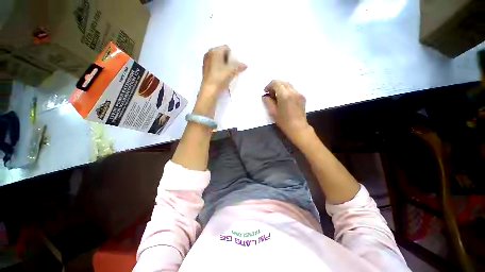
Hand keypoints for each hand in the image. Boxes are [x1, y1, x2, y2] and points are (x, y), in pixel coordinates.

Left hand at [201, 45, 246, 97]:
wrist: (209, 90)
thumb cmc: (220, 78)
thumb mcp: (232, 71)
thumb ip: (239, 66)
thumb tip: (245, 65)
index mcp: (215, 51)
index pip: (227, 48)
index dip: (232, 55)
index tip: (235, 64)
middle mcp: (209, 53)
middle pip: (222, 53)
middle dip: (228, 60)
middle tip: (232, 68)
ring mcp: (206, 61)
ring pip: (217, 60)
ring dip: (224, 64)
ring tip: (228, 73)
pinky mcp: (205, 69)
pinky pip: (214, 65)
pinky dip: (219, 68)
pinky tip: (222, 76)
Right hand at [262, 80, 311, 145]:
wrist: (298, 128)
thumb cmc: (284, 122)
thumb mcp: (273, 112)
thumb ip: (268, 102)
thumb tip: (265, 96)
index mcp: (284, 95)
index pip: (276, 83)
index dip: (269, 85)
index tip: (266, 91)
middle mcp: (293, 92)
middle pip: (282, 82)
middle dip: (275, 86)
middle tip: (270, 94)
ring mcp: (299, 94)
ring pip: (288, 86)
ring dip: (281, 88)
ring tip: (277, 97)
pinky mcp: (302, 97)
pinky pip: (293, 90)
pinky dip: (287, 92)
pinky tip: (284, 100)